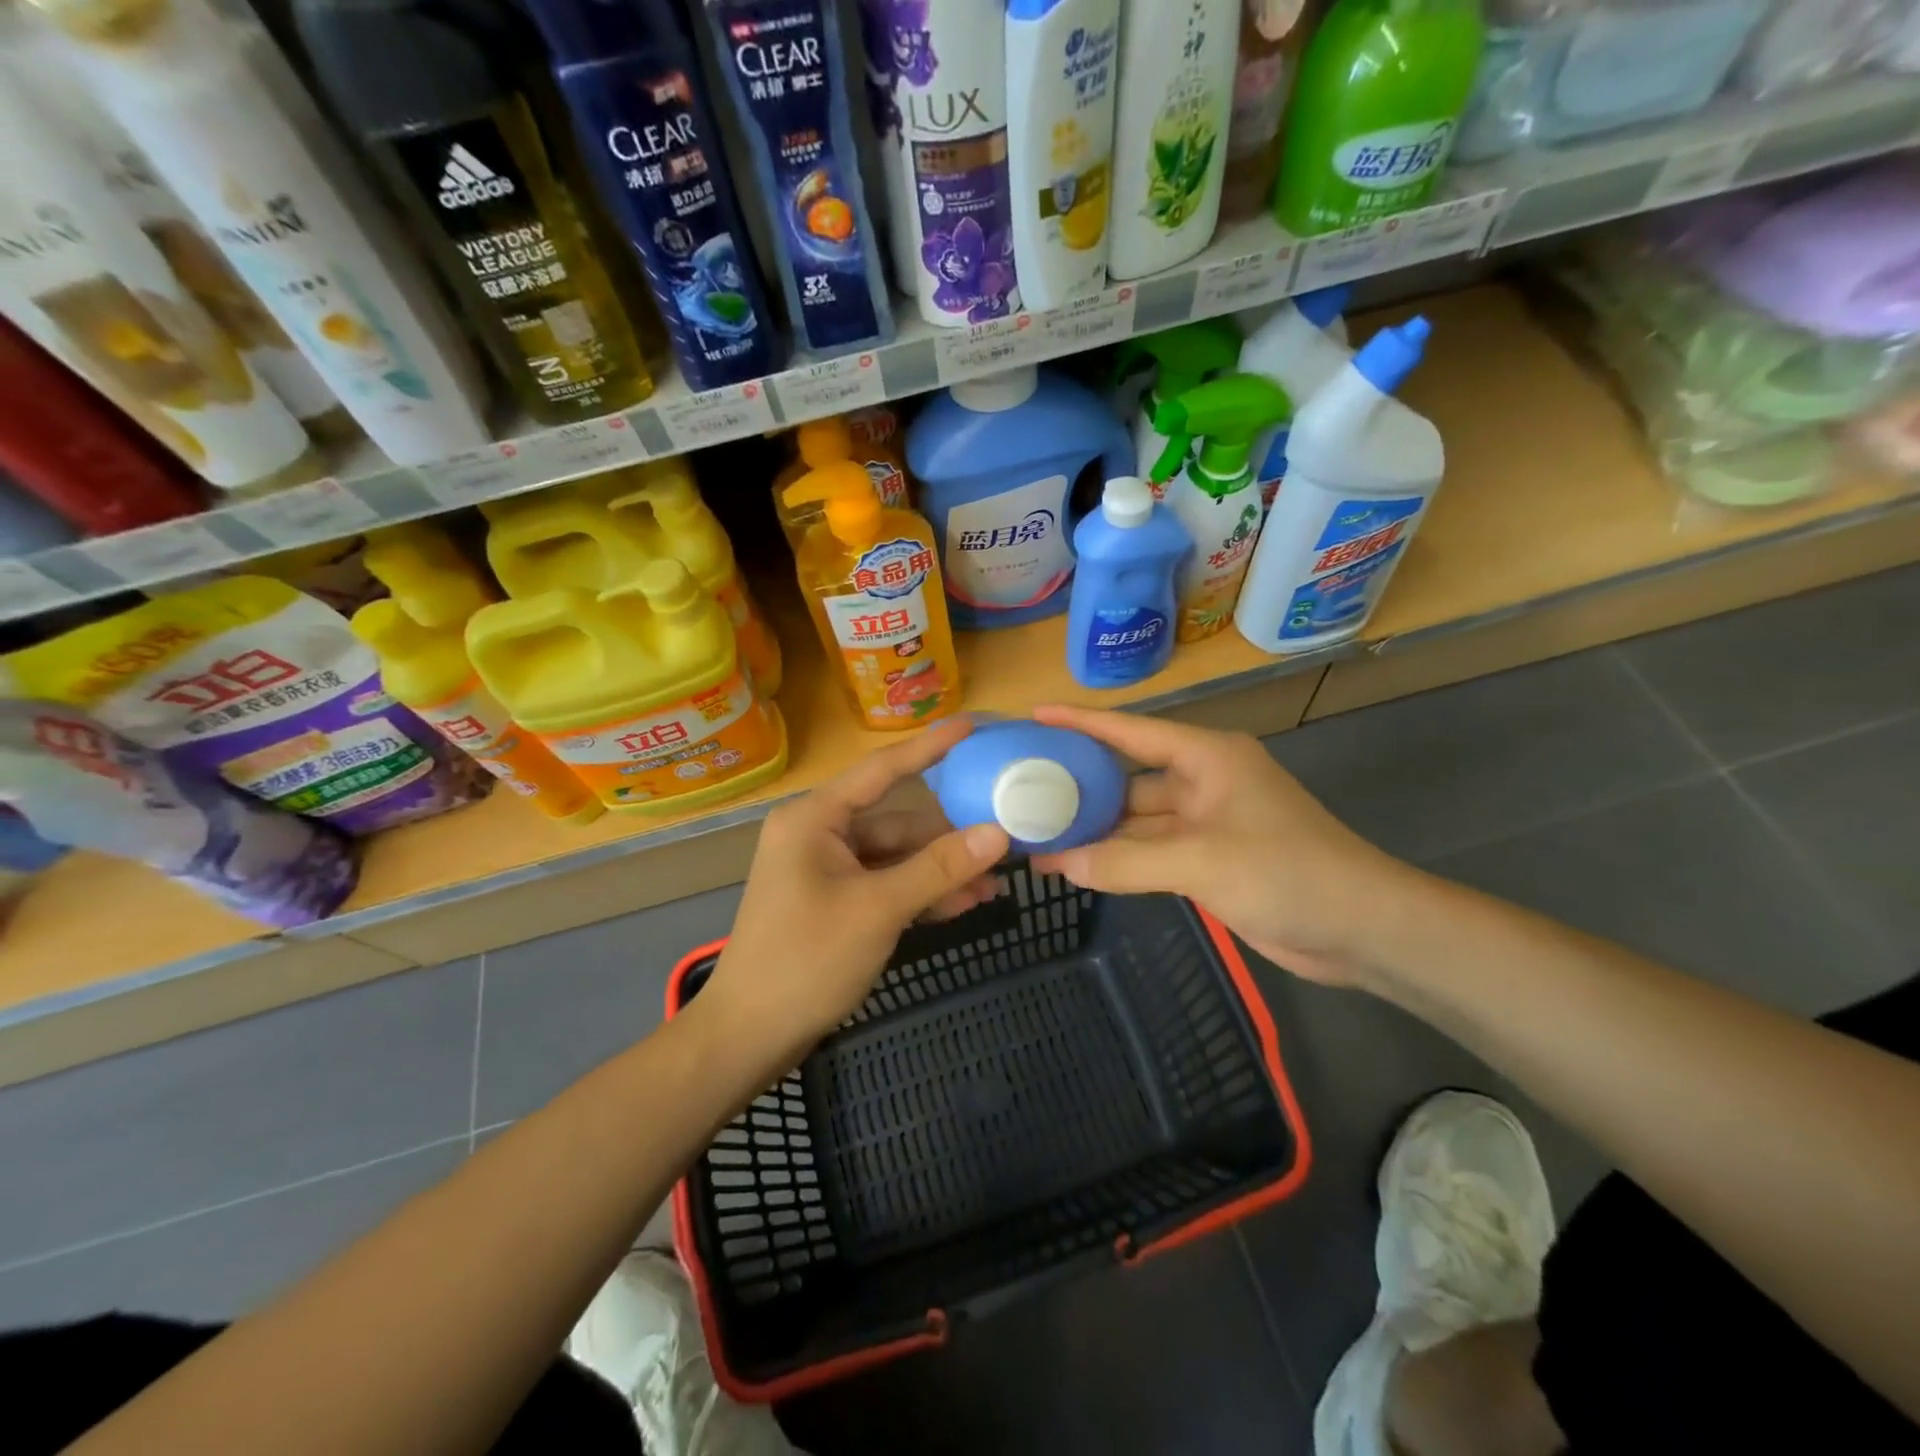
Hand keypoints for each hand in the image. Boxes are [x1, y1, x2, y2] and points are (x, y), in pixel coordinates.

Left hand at [703, 717, 1008, 1066]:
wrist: (749, 1036)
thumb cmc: (806, 960)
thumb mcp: (878, 910)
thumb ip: (939, 868)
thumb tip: (998, 833)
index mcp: (815, 818)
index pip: (882, 769)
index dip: (930, 747)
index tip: (972, 727)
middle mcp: (819, 833)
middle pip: (897, 822)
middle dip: (949, 840)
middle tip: (1004, 845)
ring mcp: (826, 869)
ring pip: (896, 857)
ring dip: (939, 872)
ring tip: (990, 889)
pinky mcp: (834, 900)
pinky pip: (885, 883)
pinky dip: (918, 893)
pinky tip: (959, 905)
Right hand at [1027, 705, 1415, 985]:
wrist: (1361, 928)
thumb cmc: (1286, 871)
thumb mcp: (1200, 860)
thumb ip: (1125, 861)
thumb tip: (1059, 862)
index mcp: (1206, 757)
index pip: (1131, 731)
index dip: (1081, 721)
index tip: (1034, 716)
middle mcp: (1202, 781)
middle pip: (1127, 777)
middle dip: (1080, 786)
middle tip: (1023, 789)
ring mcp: (1206, 823)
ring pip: (1136, 820)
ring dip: (1096, 830)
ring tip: (1038, 833)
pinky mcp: (1209, 859)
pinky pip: (1151, 852)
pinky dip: (1118, 859)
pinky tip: (1078, 866)